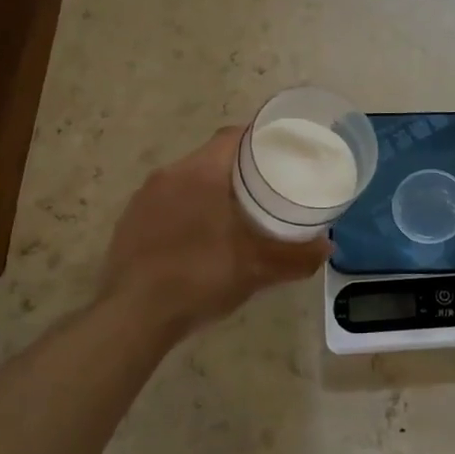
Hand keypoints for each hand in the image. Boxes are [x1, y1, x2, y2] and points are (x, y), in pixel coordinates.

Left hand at [99, 127, 330, 336]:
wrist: (133, 317)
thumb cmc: (200, 278)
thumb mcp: (257, 268)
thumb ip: (296, 256)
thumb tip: (326, 246)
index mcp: (201, 172)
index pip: (233, 136)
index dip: (259, 139)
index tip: (281, 151)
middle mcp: (169, 175)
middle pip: (211, 157)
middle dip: (238, 168)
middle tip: (266, 187)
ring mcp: (143, 199)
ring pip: (186, 180)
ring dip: (210, 190)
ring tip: (234, 213)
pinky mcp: (128, 223)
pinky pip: (166, 203)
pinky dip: (186, 210)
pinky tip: (198, 239)